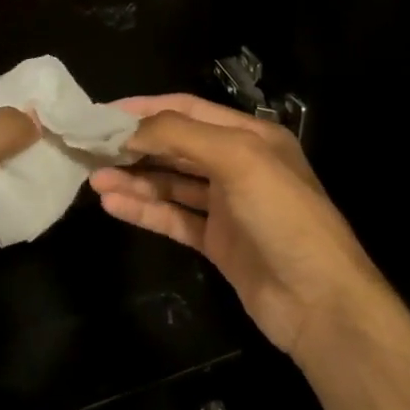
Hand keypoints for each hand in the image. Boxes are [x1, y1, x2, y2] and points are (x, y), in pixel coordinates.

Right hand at [89, 94, 386, 360]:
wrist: (318, 301)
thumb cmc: (283, 216)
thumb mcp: (238, 159)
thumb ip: (182, 135)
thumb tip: (130, 129)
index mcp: (250, 136)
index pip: (188, 109)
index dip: (145, 109)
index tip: (102, 114)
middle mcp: (237, 165)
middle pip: (175, 147)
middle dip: (134, 146)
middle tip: (91, 149)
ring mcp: (226, 206)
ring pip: (170, 184)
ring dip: (134, 180)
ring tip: (95, 180)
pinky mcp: (217, 241)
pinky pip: (173, 218)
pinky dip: (144, 210)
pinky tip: (114, 206)